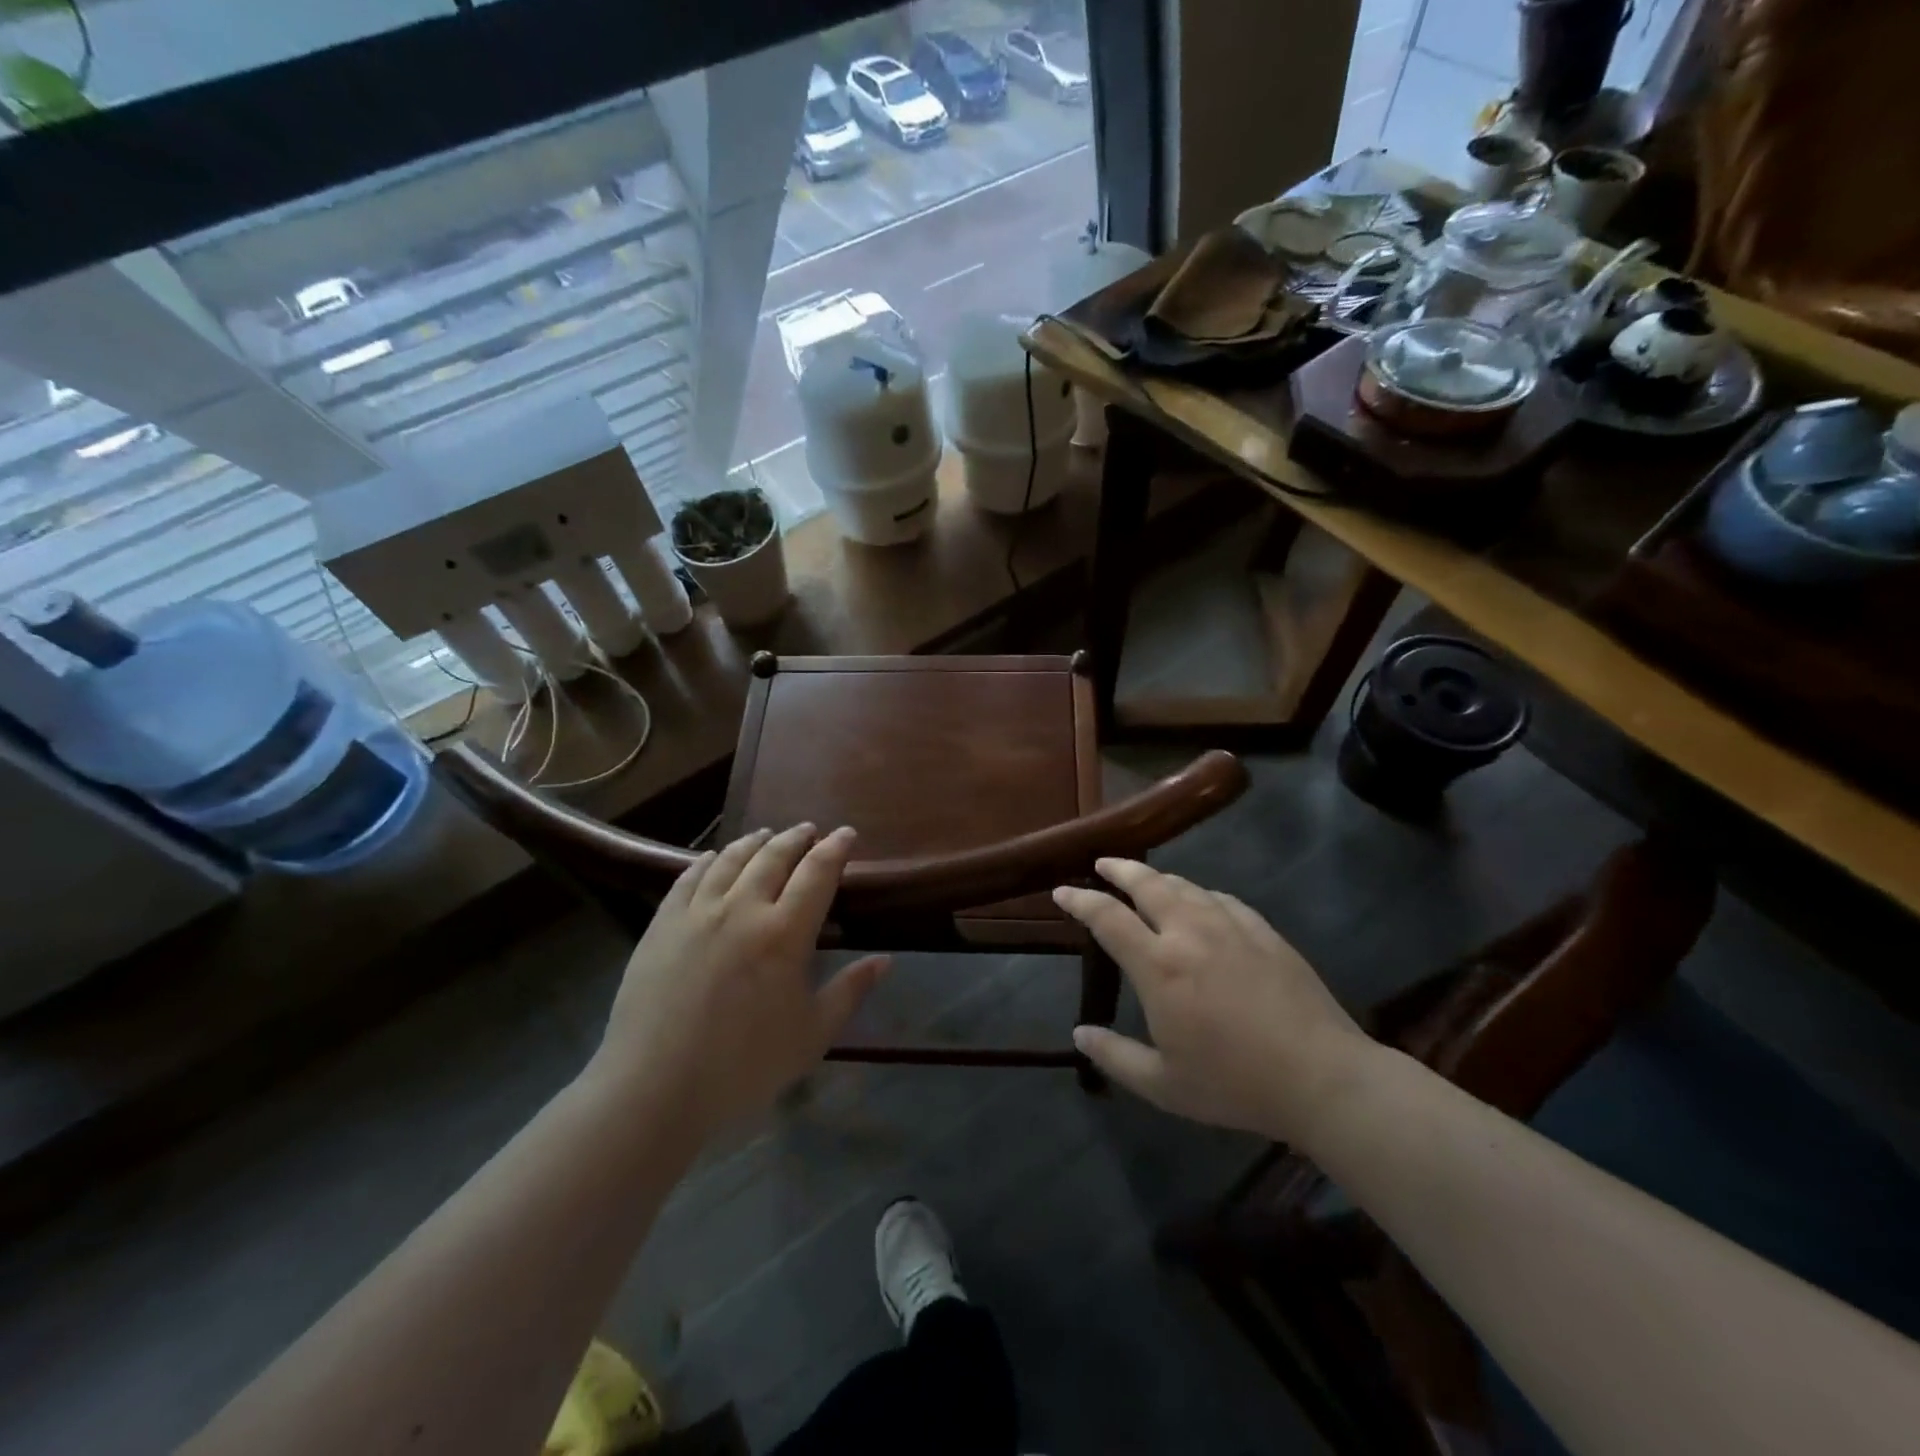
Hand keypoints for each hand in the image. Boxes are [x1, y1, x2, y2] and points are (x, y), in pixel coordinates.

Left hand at [586, 825, 886, 1138]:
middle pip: (774, 857)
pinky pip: (688, 877)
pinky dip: (707, 861)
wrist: (654, 1087)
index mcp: (784, 933)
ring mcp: (697, 913)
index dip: (835, 848)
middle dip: (796, 838)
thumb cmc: (743, 1066)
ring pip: (731, 860)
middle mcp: (743, 909)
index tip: (847, 833)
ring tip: (767, 835)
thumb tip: (885, 960)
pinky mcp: (662, 924)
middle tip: (809, 830)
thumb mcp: (812, 1036)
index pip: (817, 873)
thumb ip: (850, 992)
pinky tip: (713, 857)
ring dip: (754, 842)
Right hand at [1054, 858, 1374, 1145]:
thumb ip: (1115, 1056)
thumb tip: (1080, 1034)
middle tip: (1103, 863)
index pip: (1107, 918)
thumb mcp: (1164, 1086)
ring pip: (1185, 886)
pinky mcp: (1263, 931)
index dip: (1080, 900)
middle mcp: (1190, 932)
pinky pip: (1221, 899)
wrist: (1322, 1076)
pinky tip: (1201, 901)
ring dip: (1158, 878)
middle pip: (1147, 884)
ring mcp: (1230, 926)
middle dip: (1119, 869)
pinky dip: (1200, 894)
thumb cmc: (1234, 1084)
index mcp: (1159, 966)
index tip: (1062, 891)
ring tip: (1146, 879)